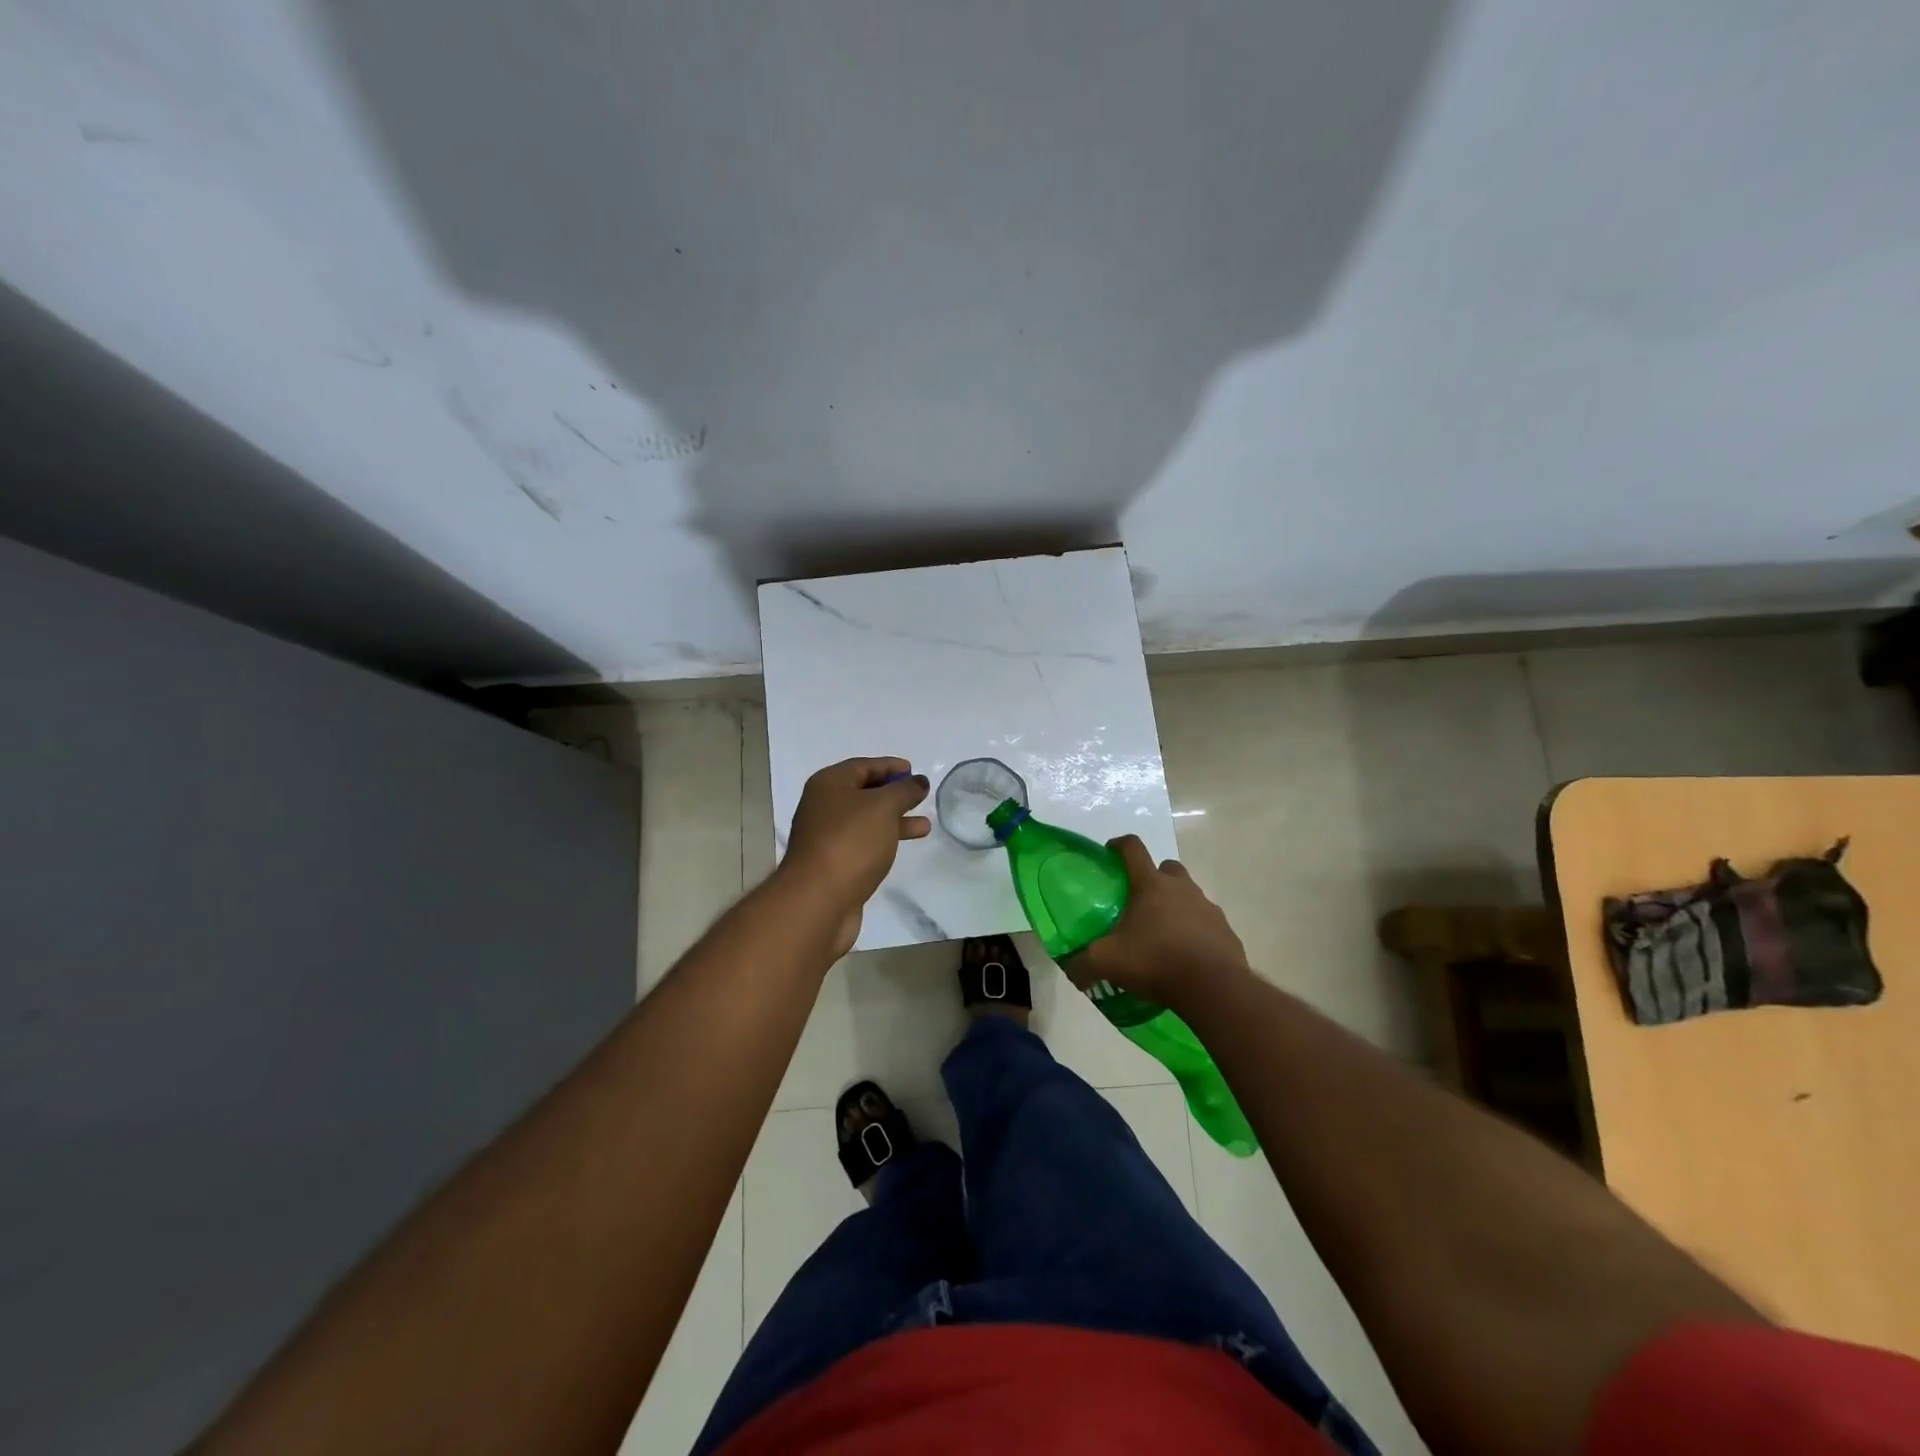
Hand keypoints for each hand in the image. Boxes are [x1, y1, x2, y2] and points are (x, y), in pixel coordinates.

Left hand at [781, 757, 930, 953]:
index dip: (889, 766)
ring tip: (924, 825)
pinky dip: (883, 840)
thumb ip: (904, 791)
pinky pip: (863, 843)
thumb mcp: (883, 807)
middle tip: (920, 796)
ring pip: (865, 820)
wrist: (818, 900)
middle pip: (862, 792)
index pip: (863, 766)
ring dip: (894, 820)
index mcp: (828, 784)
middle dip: (893, 794)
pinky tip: (901, 847)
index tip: (914, 771)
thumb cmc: (850, 841)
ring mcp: (826, 837)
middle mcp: (823, 806)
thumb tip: (918, 782)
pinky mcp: (833, 864)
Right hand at [1067, 835, 1249, 1004]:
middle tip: (1139, 902)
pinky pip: (1207, 925)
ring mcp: (1208, 908)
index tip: (1109, 853)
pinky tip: (1185, 957)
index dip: (1118, 845)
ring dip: (1176, 907)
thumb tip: (1070, 968)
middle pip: (1167, 868)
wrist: (1214, 988)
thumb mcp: (1106, 962)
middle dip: (1153, 877)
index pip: (1133, 848)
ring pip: (1189, 896)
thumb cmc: (1155, 962)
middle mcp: (1182, 888)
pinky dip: (1196, 933)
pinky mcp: (1226, 932)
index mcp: (1151, 885)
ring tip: (1162, 936)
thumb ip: (1082, 963)